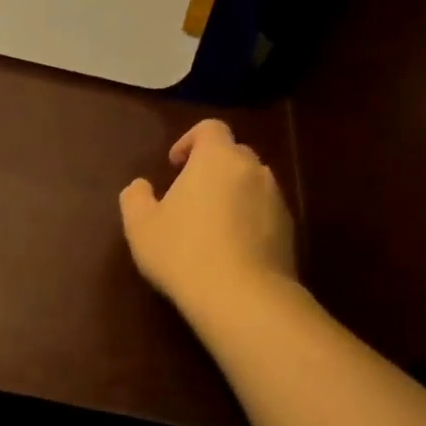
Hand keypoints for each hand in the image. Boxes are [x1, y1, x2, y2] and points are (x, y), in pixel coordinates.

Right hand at [120, 120, 296, 314]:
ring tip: (210, 227)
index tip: (175, 166)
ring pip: (251, 185)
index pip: (210, 128)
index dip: (190, 141)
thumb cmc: (183, 252)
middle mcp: (253, 169)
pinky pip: (264, 213)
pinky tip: (230, 250)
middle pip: (234, 155)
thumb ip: (135, 198)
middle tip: (189, 197)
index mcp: (217, 158)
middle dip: (212, 168)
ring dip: (232, 195)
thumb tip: (140, 186)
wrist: (242, 297)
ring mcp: (276, 200)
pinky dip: (248, 221)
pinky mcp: (290, 230)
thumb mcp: (141, 227)